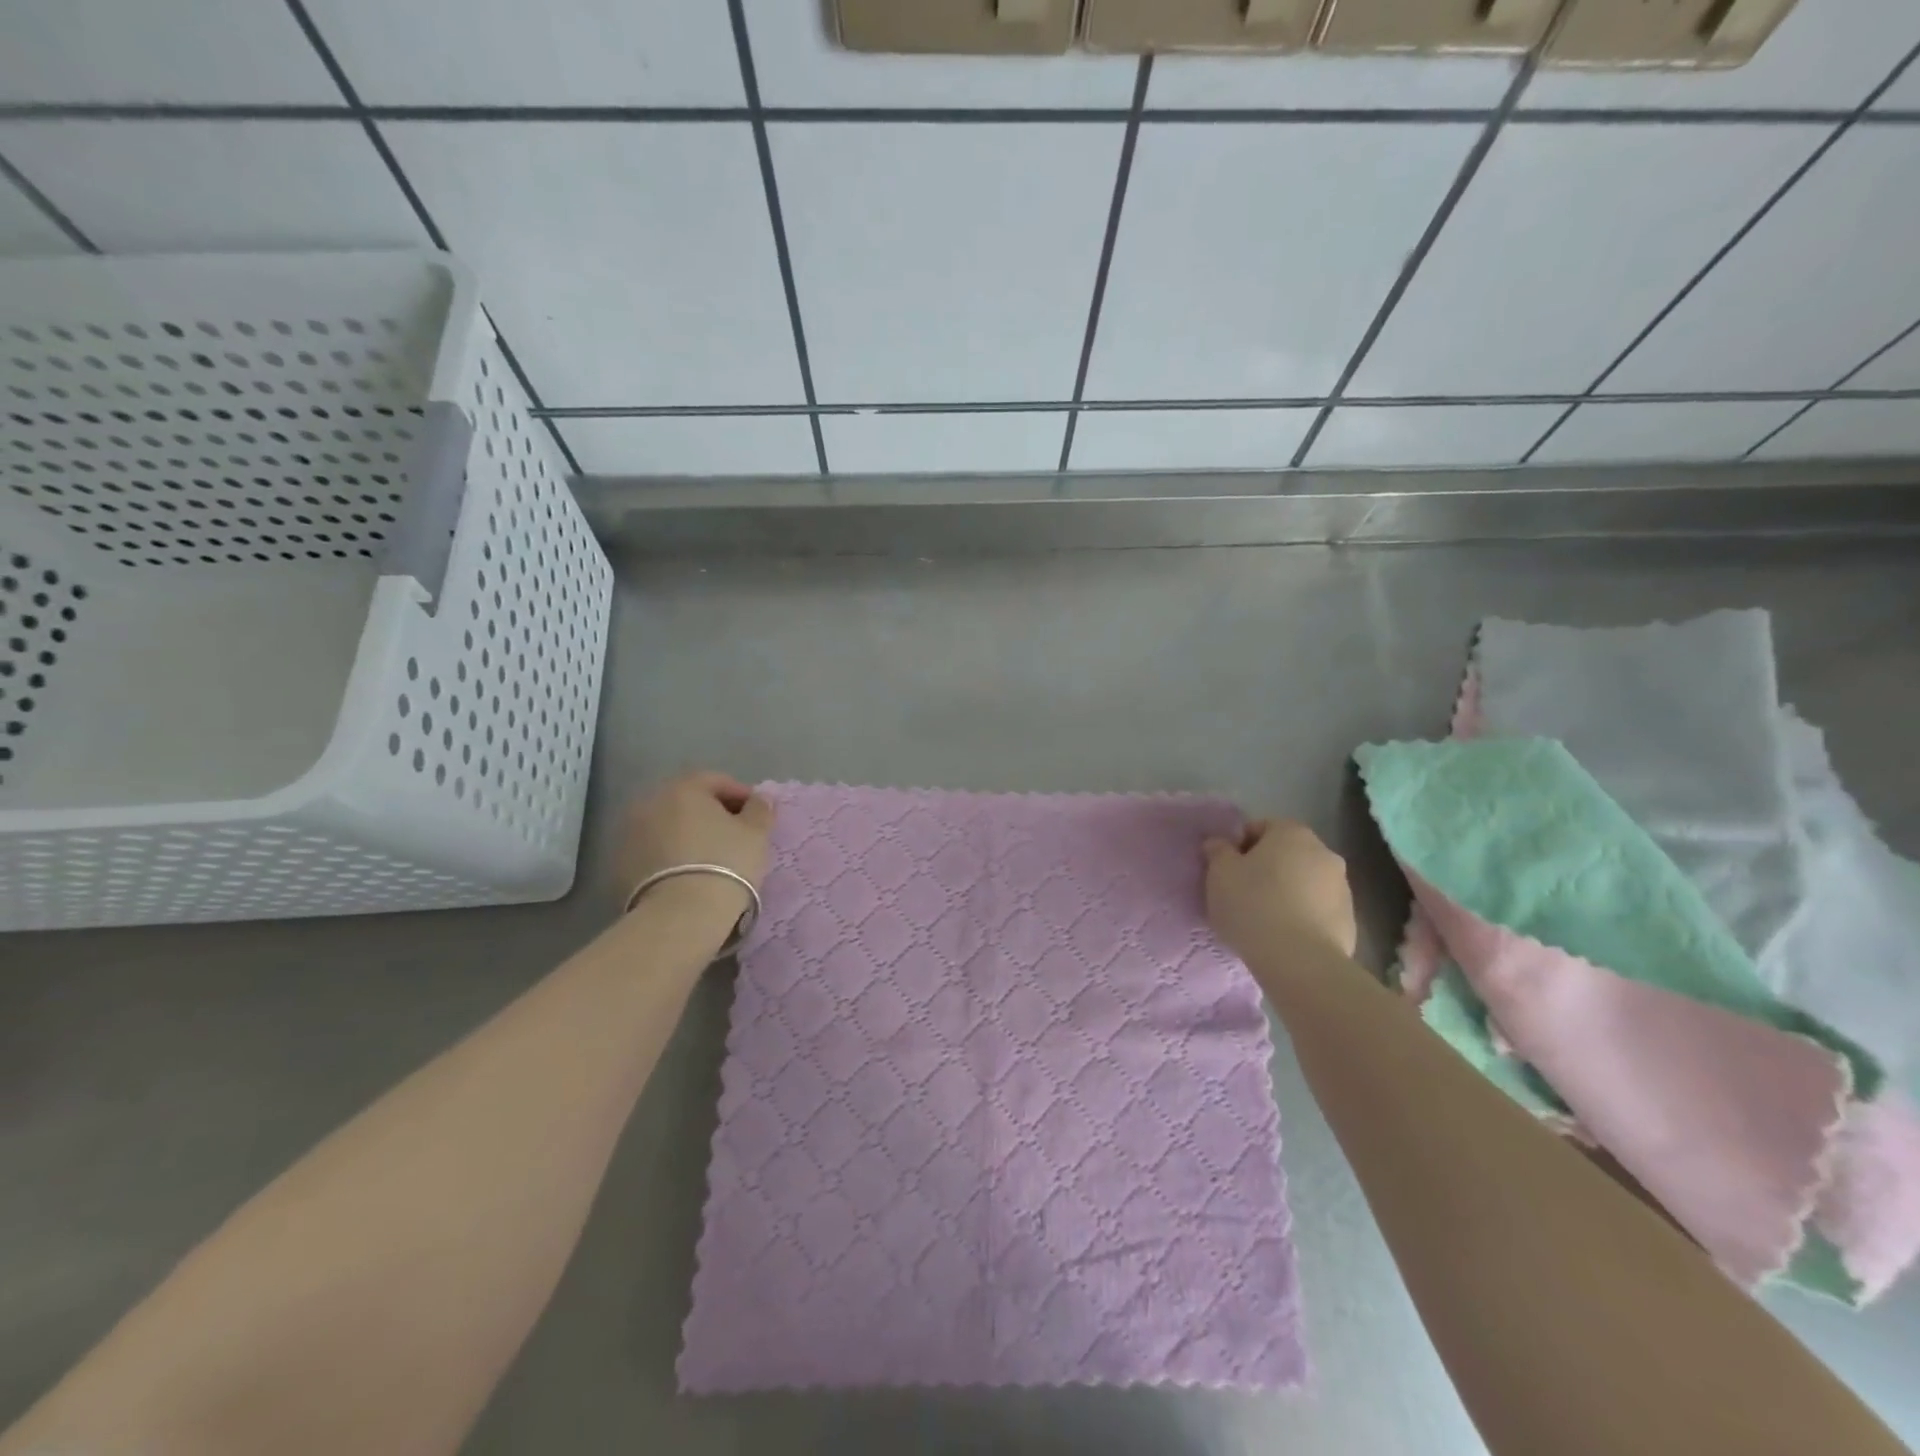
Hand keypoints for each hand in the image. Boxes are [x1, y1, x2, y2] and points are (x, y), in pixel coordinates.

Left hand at [615, 771, 774, 934]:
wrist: (681, 915)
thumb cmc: (726, 863)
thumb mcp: (756, 833)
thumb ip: (760, 808)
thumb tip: (760, 798)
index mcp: (684, 788)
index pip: (717, 781)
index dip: (742, 796)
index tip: (757, 817)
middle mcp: (650, 802)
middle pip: (688, 801)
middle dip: (711, 814)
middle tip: (735, 837)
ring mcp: (629, 833)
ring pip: (668, 826)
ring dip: (688, 835)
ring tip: (710, 859)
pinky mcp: (618, 865)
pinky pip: (653, 851)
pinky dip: (670, 855)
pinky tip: (687, 875)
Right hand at [1203, 819, 1357, 963]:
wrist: (1299, 961)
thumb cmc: (1253, 905)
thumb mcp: (1219, 873)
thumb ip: (1218, 851)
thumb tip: (1220, 843)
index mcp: (1292, 833)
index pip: (1260, 827)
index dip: (1239, 846)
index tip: (1225, 870)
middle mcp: (1324, 852)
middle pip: (1286, 854)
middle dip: (1265, 869)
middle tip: (1242, 893)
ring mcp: (1342, 888)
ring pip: (1304, 882)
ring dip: (1286, 892)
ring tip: (1263, 920)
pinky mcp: (1350, 921)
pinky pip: (1317, 910)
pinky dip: (1302, 917)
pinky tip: (1284, 937)